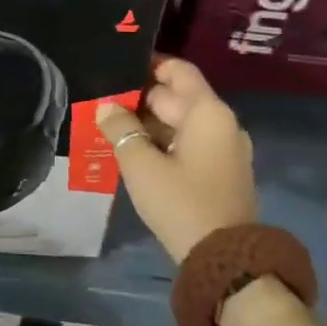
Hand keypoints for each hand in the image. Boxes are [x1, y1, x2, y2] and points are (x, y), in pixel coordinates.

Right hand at [95, 57, 257, 264]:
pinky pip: (188, 144)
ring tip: (110, 126)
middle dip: (140, 99)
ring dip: (148, 123)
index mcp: (208, 113)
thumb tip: (106, 107)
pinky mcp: (220, 172)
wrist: (225, 260)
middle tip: (101, 101)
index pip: (179, 71)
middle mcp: (222, 124)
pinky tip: (133, 151)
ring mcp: (224, 149)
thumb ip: (121, 129)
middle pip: (177, 97)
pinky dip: (162, 142)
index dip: (149, 65)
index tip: (117, 68)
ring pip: (180, 123)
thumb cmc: (181, 202)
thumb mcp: (141, 164)